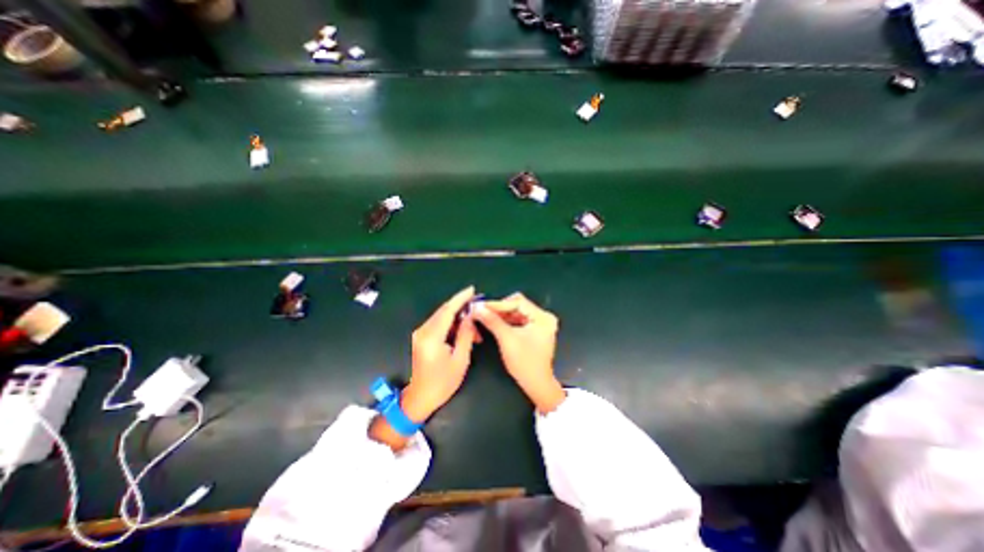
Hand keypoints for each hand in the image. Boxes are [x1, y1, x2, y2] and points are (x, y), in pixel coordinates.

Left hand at [398, 284, 479, 421]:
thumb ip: (465, 335)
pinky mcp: (421, 337)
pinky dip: (451, 324)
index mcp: (432, 337)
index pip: (447, 311)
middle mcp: (423, 331)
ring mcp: (420, 334)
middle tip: (477, 308)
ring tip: (473, 327)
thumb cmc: (442, 383)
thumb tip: (470, 317)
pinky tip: (462, 330)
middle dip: (461, 307)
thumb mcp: (460, 360)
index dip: (460, 299)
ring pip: (441, 317)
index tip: (472, 290)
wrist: (419, 398)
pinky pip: (438, 324)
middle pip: (444, 311)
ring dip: (457, 318)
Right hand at [473, 292, 565, 410]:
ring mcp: (540, 324)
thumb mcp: (507, 339)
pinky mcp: (535, 331)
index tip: (482, 306)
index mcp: (542, 317)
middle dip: (499, 309)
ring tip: (486, 316)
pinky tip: (495, 323)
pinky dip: (506, 321)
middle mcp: (544, 317)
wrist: (536, 385)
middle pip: (518, 306)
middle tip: (482, 311)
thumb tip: (477, 308)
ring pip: (517, 313)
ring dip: (501, 315)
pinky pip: (518, 320)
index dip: (498, 304)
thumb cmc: (525, 363)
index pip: (518, 302)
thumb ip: (492, 321)